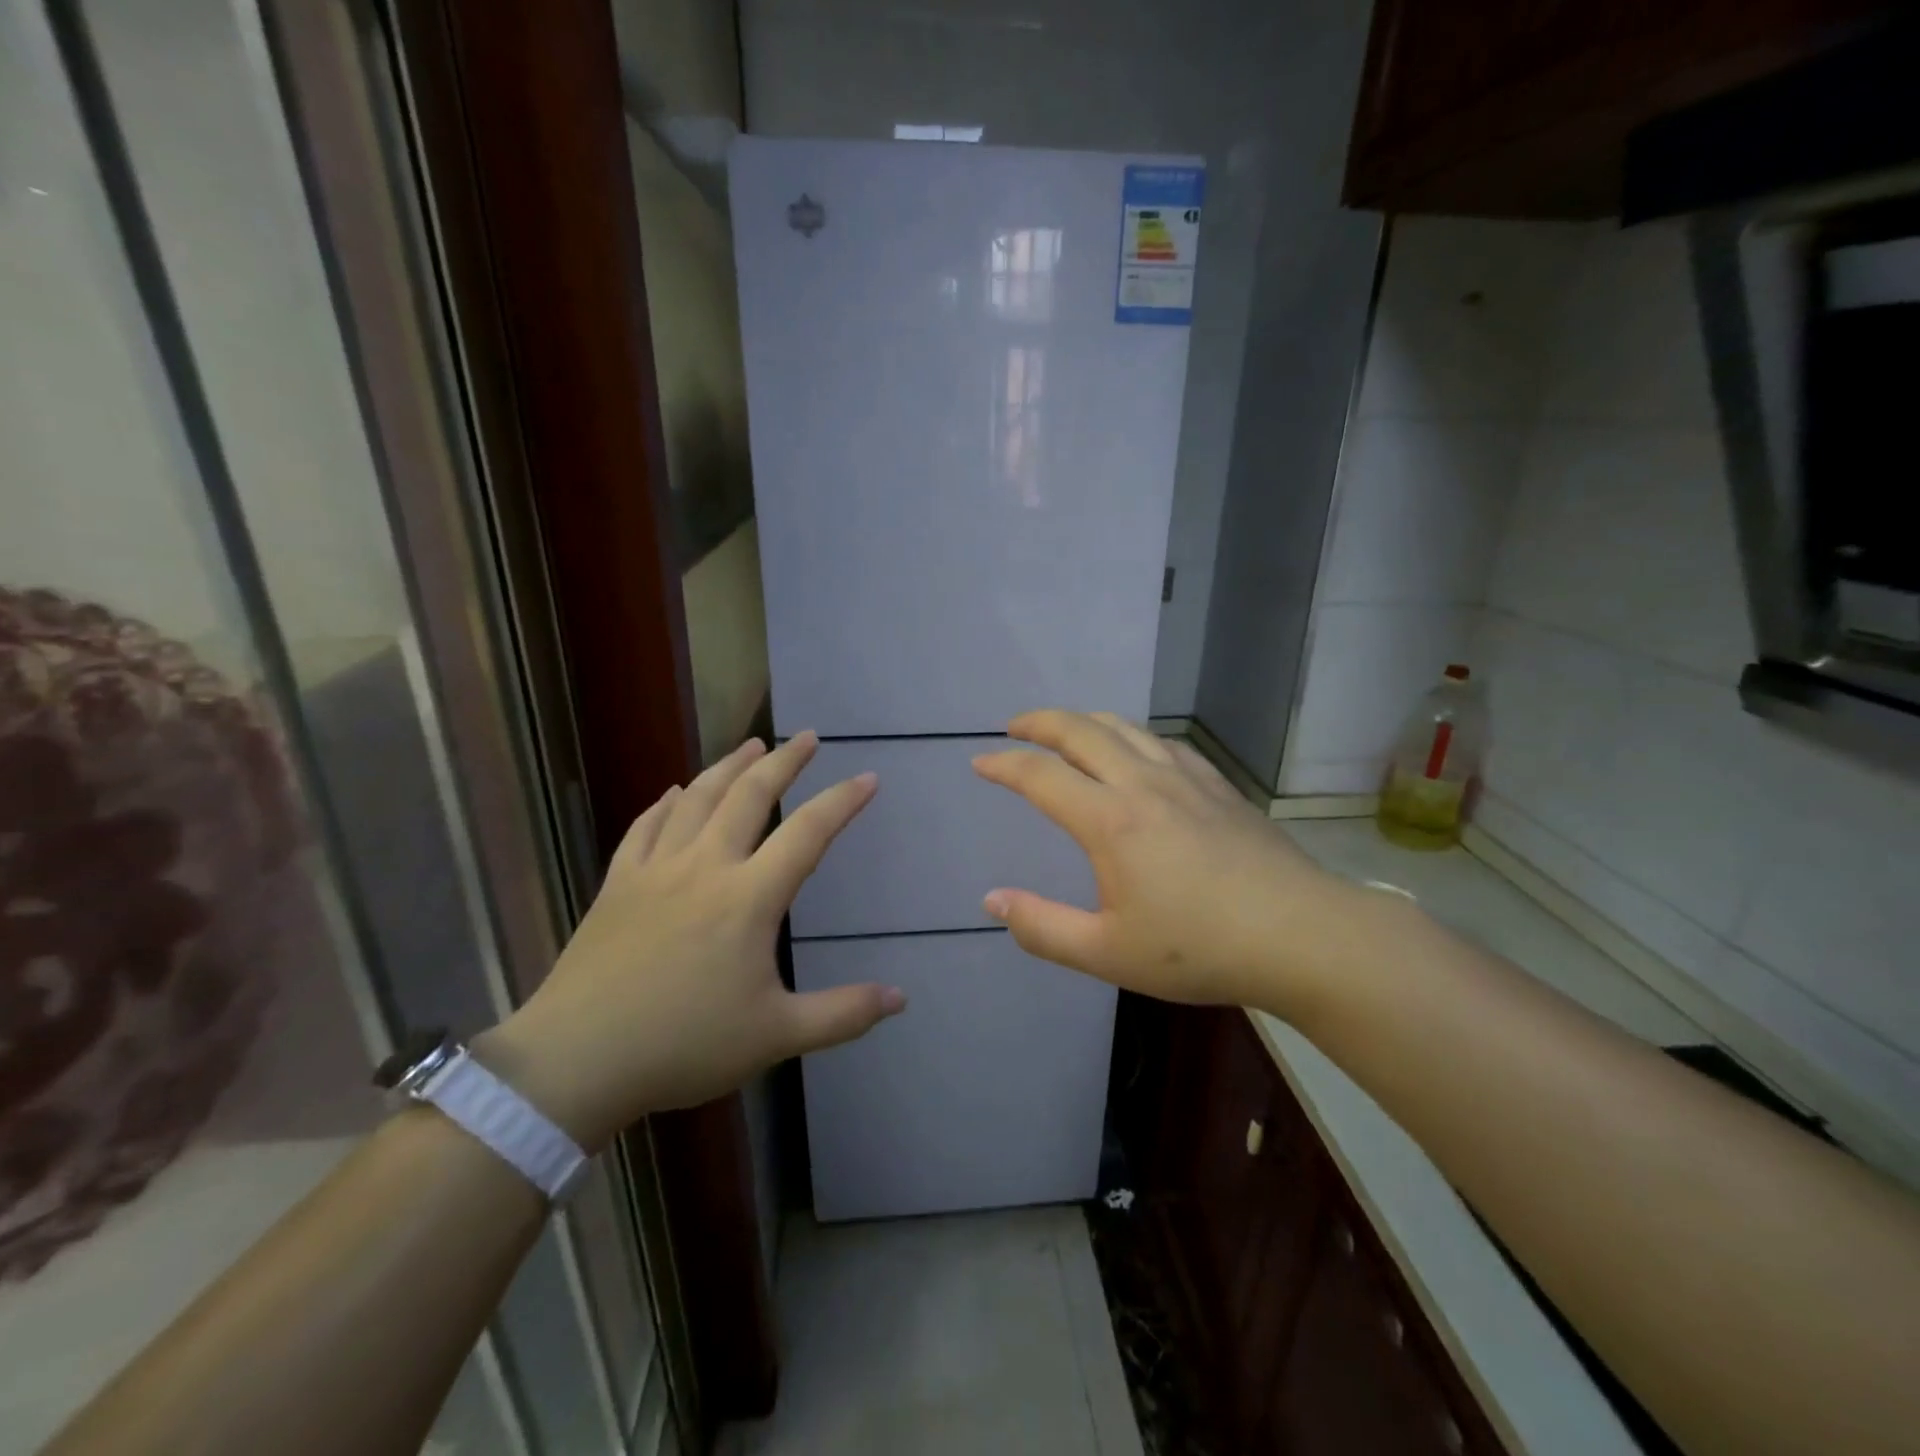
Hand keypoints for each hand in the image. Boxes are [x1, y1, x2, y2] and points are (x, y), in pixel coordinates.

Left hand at [475, 732, 901, 1149]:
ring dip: (728, 766)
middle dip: (783, 762)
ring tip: (750, 744)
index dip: (842, 801)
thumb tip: (899, 998)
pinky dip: (664, 802)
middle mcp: (705, 866)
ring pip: (697, 798)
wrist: (575, 1061)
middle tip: (806, 737)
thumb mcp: (776, 1035)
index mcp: (748, 897)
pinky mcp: (617, 884)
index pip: (808, 833)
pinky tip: (674, 791)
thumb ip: (842, 1014)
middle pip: (749, 795)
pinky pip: (644, 826)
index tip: (867, 778)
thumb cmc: (683, 1045)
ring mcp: (656, 870)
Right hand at [972, 710, 1364, 1012]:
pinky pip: (1163, 742)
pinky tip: (1135, 751)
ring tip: (1065, 730)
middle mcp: (1142, 783)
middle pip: (1080, 731)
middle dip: (1040, 722)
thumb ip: (1042, 928)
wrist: (1301, 935)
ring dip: (1085, 721)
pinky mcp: (1218, 785)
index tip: (981, 762)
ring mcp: (1185, 778)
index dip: (1004, 765)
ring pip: (1124, 727)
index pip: (1041, 776)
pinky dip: (1132, 735)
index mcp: (1109, 820)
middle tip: (1015, 727)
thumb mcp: (1108, 952)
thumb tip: (991, 901)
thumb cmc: (1199, 948)